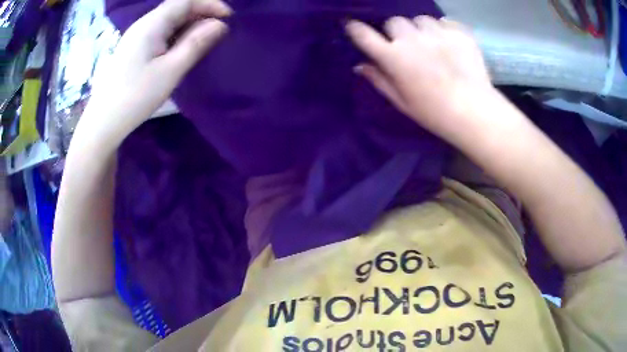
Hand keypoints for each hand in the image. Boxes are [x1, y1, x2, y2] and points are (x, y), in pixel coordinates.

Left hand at [78, 0, 231, 147]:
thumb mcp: (171, 70)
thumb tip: (220, 25)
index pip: (185, 1)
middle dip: (201, 14)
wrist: (103, 121)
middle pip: (177, 8)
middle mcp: (144, 24)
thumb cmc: (136, 96)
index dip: (210, 4)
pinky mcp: (133, 48)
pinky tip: (181, 48)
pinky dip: (176, 34)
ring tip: (204, 40)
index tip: (229, 18)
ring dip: (189, 25)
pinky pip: (160, 32)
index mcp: (152, 24)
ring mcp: (136, 36)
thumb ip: (196, 43)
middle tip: (219, 31)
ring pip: (168, 20)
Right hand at [346, 16, 494, 141]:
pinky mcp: (458, 33)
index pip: (364, 35)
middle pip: (394, 22)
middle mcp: (412, 39)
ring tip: (431, 43)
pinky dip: (442, 30)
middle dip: (396, 32)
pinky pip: (443, 22)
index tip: (352, 26)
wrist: (474, 112)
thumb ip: (379, 80)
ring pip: (419, 19)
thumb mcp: (402, 102)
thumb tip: (360, 65)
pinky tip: (448, 44)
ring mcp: (437, 33)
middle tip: (406, 46)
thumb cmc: (434, 113)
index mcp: (394, 58)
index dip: (356, 29)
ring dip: (420, 29)